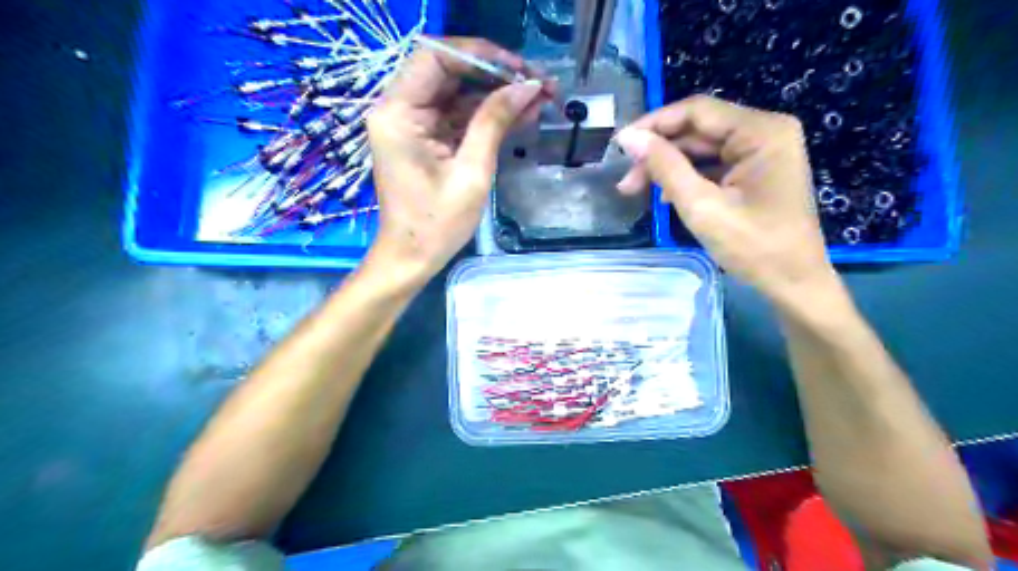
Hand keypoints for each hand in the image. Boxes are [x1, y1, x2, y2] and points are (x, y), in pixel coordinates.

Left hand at [365, 37, 552, 281]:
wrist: (413, 257)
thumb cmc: (437, 223)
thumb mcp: (471, 171)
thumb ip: (495, 121)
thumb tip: (528, 87)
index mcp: (398, 113)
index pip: (436, 58)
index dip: (480, 56)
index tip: (519, 70)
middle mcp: (399, 109)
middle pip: (449, 72)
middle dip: (495, 76)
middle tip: (537, 84)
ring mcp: (413, 124)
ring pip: (458, 94)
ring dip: (497, 96)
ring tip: (539, 99)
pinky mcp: (425, 139)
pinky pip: (458, 116)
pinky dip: (487, 116)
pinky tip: (521, 115)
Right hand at [617, 95, 837, 304]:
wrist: (793, 284)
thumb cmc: (753, 247)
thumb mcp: (702, 207)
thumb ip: (665, 167)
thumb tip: (629, 138)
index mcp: (761, 131)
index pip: (697, 111)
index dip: (654, 124)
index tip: (620, 145)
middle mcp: (765, 131)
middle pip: (699, 130)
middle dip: (659, 152)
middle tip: (626, 181)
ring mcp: (762, 152)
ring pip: (702, 148)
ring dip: (669, 166)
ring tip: (637, 190)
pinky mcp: (756, 172)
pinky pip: (713, 164)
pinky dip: (687, 177)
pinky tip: (667, 195)